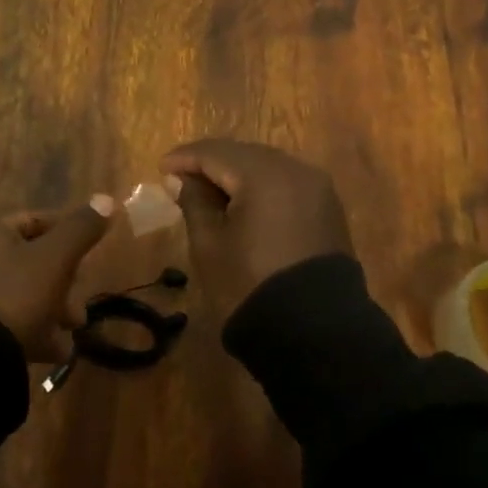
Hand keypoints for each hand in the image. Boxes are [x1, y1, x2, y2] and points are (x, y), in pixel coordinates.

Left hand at [0, 197, 115, 361]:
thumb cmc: (13, 295)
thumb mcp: (55, 259)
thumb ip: (81, 228)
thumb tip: (107, 199)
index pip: (39, 220)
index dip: (71, 240)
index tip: (91, 264)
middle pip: (31, 259)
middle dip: (63, 287)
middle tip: (79, 313)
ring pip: (19, 290)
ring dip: (51, 311)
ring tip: (69, 336)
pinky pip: (2, 314)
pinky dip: (27, 327)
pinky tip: (51, 350)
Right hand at [160, 139, 352, 311]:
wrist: (316, 333)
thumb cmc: (250, 284)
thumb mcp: (210, 244)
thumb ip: (194, 202)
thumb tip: (180, 178)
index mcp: (263, 174)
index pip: (214, 153)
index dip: (184, 158)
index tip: (160, 168)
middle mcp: (294, 170)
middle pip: (242, 154)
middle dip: (211, 162)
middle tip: (181, 177)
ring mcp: (316, 188)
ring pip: (266, 166)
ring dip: (236, 173)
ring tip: (209, 190)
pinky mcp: (327, 208)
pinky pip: (285, 183)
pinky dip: (260, 186)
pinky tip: (243, 202)